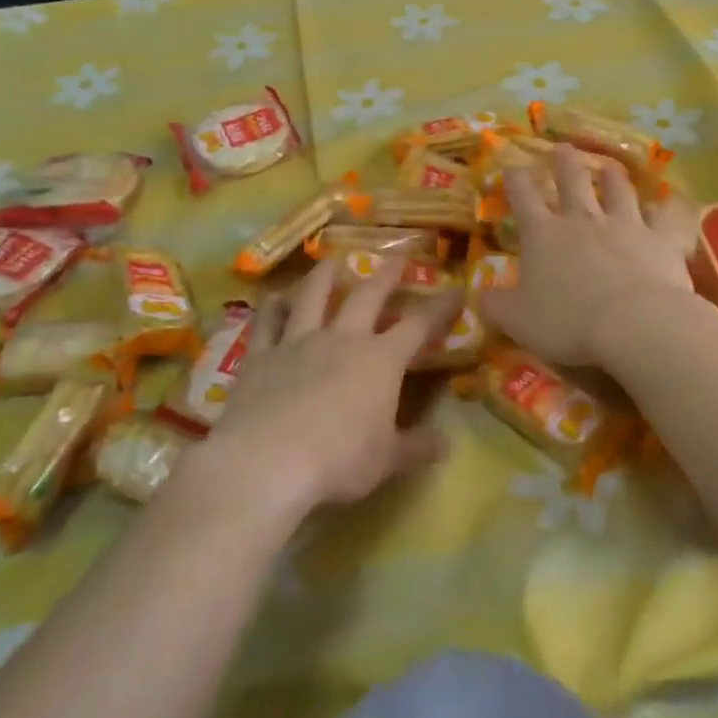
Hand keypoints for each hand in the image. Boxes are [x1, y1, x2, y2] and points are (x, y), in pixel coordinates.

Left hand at [203, 257, 455, 514]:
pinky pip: (267, 323)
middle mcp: (342, 339)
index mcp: (380, 360)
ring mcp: (298, 342)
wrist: (267, 461)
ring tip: (331, 260)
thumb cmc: (339, 460)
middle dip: (386, 274)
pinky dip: (270, 307)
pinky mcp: (261, 356)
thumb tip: (446, 444)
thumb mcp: (387, 460)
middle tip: (397, 256)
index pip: (418, 325)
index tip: (456, 290)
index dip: (439, 307)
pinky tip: (271, 296)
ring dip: (324, 276)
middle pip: (368, 296)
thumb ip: (416, 447)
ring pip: (313, 297)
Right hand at [479, 145, 695, 366]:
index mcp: (543, 234)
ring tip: (609, 166)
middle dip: (564, 162)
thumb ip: (495, 305)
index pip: (523, 196)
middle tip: (562, 148)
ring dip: (612, 175)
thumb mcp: (517, 320)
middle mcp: (582, 219)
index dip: (515, 179)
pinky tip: (669, 203)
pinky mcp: (662, 239)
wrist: (635, 325)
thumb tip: (478, 294)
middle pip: (572, 180)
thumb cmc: (568, 322)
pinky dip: (667, 208)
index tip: (512, 166)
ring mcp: (625, 224)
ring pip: (618, 189)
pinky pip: (667, 216)